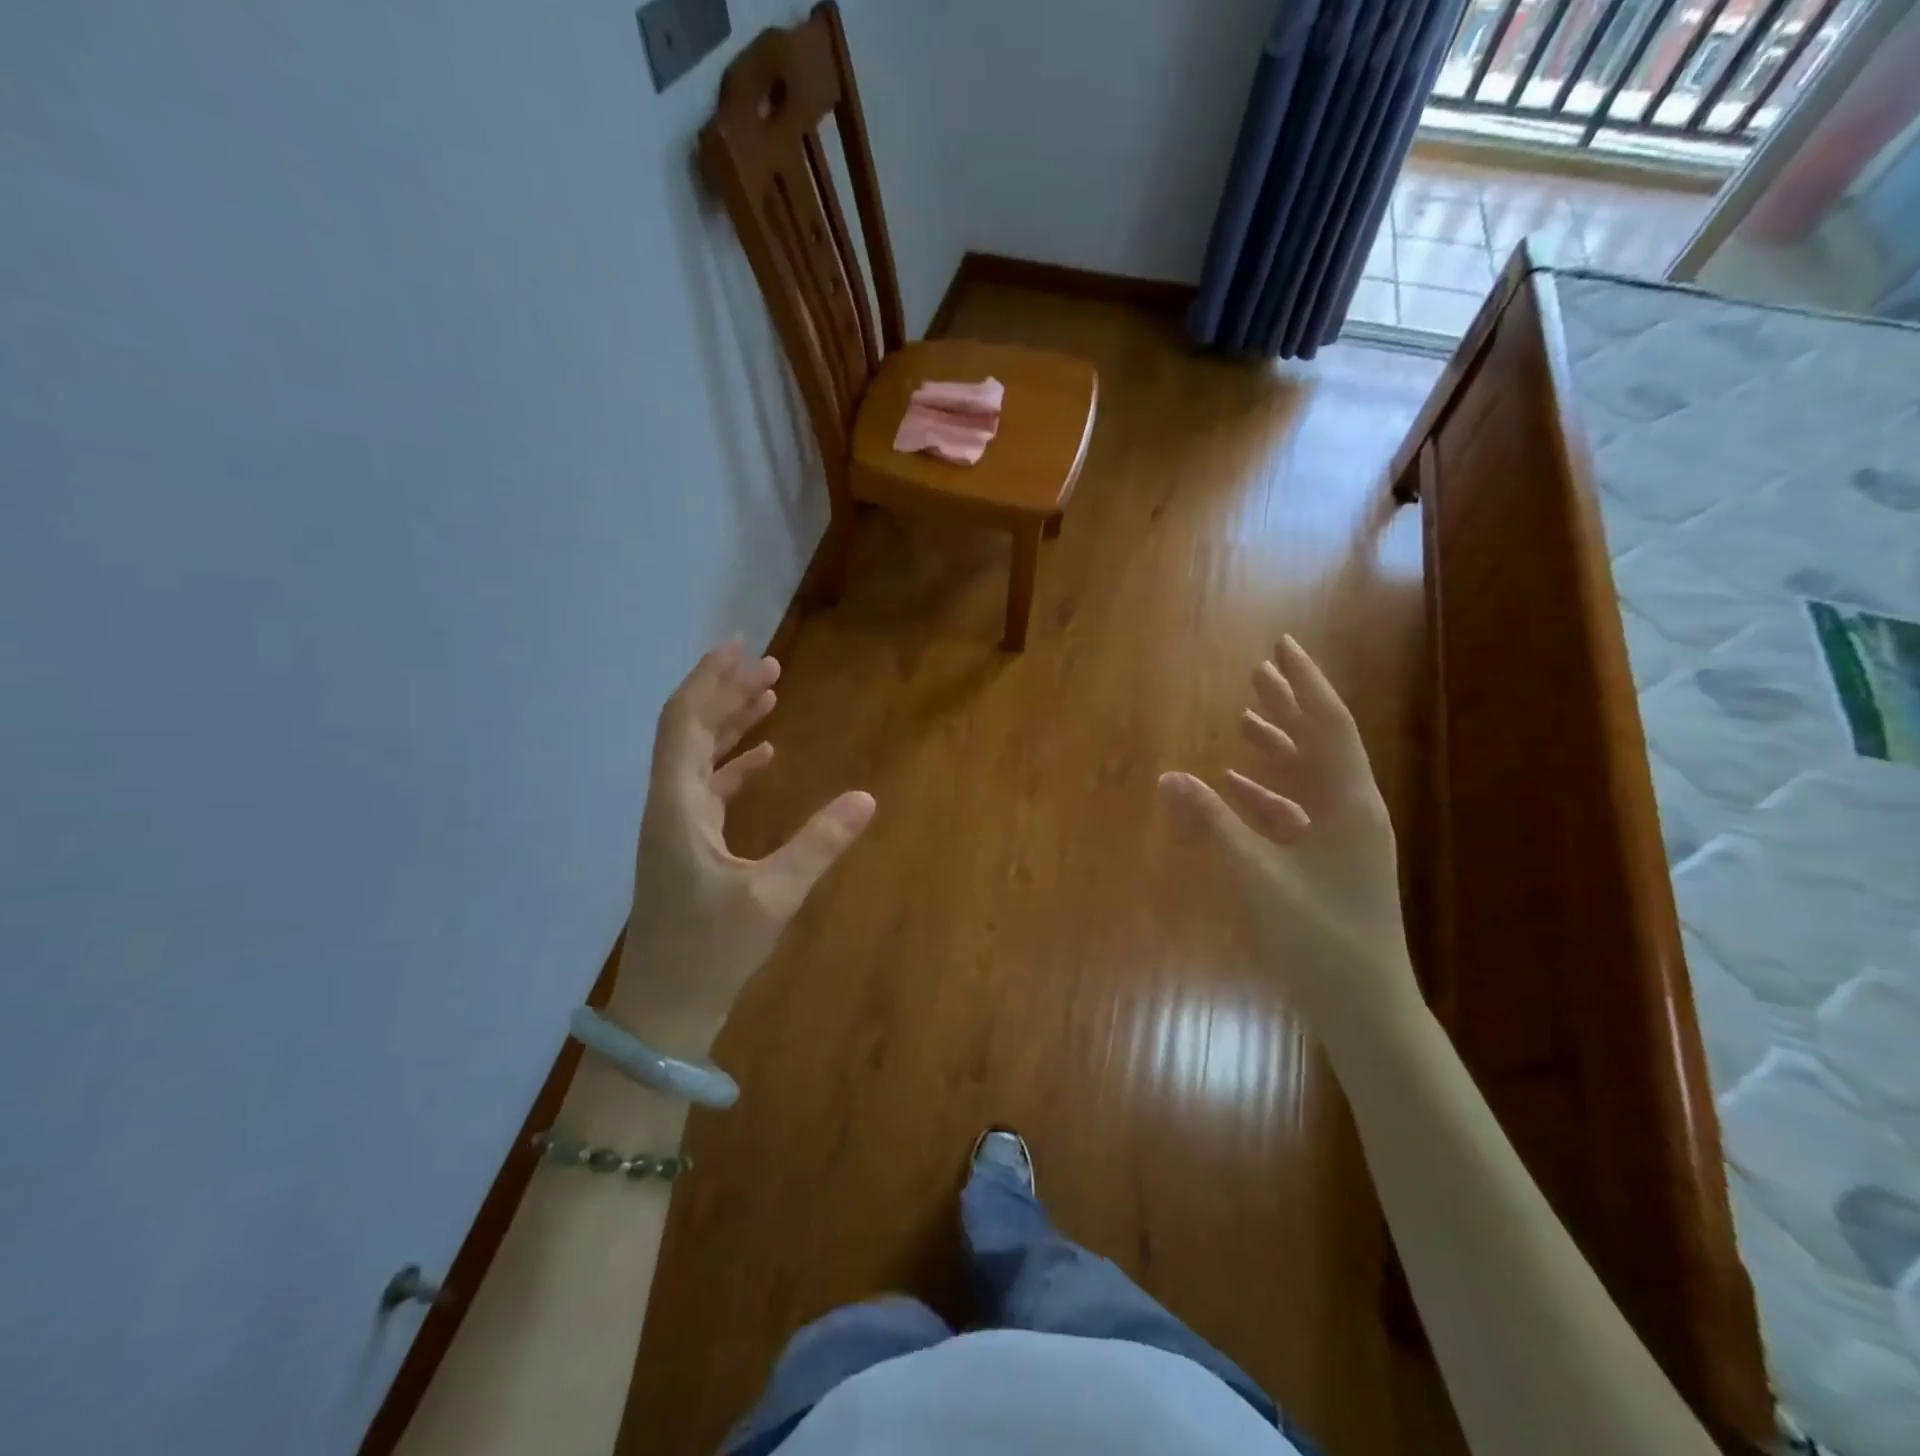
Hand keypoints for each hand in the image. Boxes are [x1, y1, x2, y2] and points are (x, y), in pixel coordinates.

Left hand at [610, 640, 874, 1058]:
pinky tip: (766, 756)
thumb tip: (867, 798)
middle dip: (726, 693)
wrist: (664, 1012)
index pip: (685, 723)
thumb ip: (819, 844)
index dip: (709, 680)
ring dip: (732, 724)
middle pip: (691, 732)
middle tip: (769, 665)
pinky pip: (710, 789)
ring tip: (770, 695)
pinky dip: (736, 765)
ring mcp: (676, 829)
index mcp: (677, 807)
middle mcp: (669, 807)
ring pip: (700, 758)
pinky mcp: (688, 849)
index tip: (739, 647)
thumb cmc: (710, 953)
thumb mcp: (772, 897)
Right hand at [1159, 636, 1416, 1049]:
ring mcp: (1343, 839)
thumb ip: (1213, 824)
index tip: (1281, 647)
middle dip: (1290, 706)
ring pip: (1307, 777)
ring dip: (1277, 747)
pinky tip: (1235, 786)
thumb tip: (1168, 778)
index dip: (1304, 683)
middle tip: (1258, 671)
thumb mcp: (1259, 877)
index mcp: (1350, 804)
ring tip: (1245, 717)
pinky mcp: (1329, 863)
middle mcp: (1353, 811)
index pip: (1328, 725)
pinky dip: (1266, 794)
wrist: (1366, 1009)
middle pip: (1320, 743)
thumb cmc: (1320, 938)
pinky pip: (1296, 813)